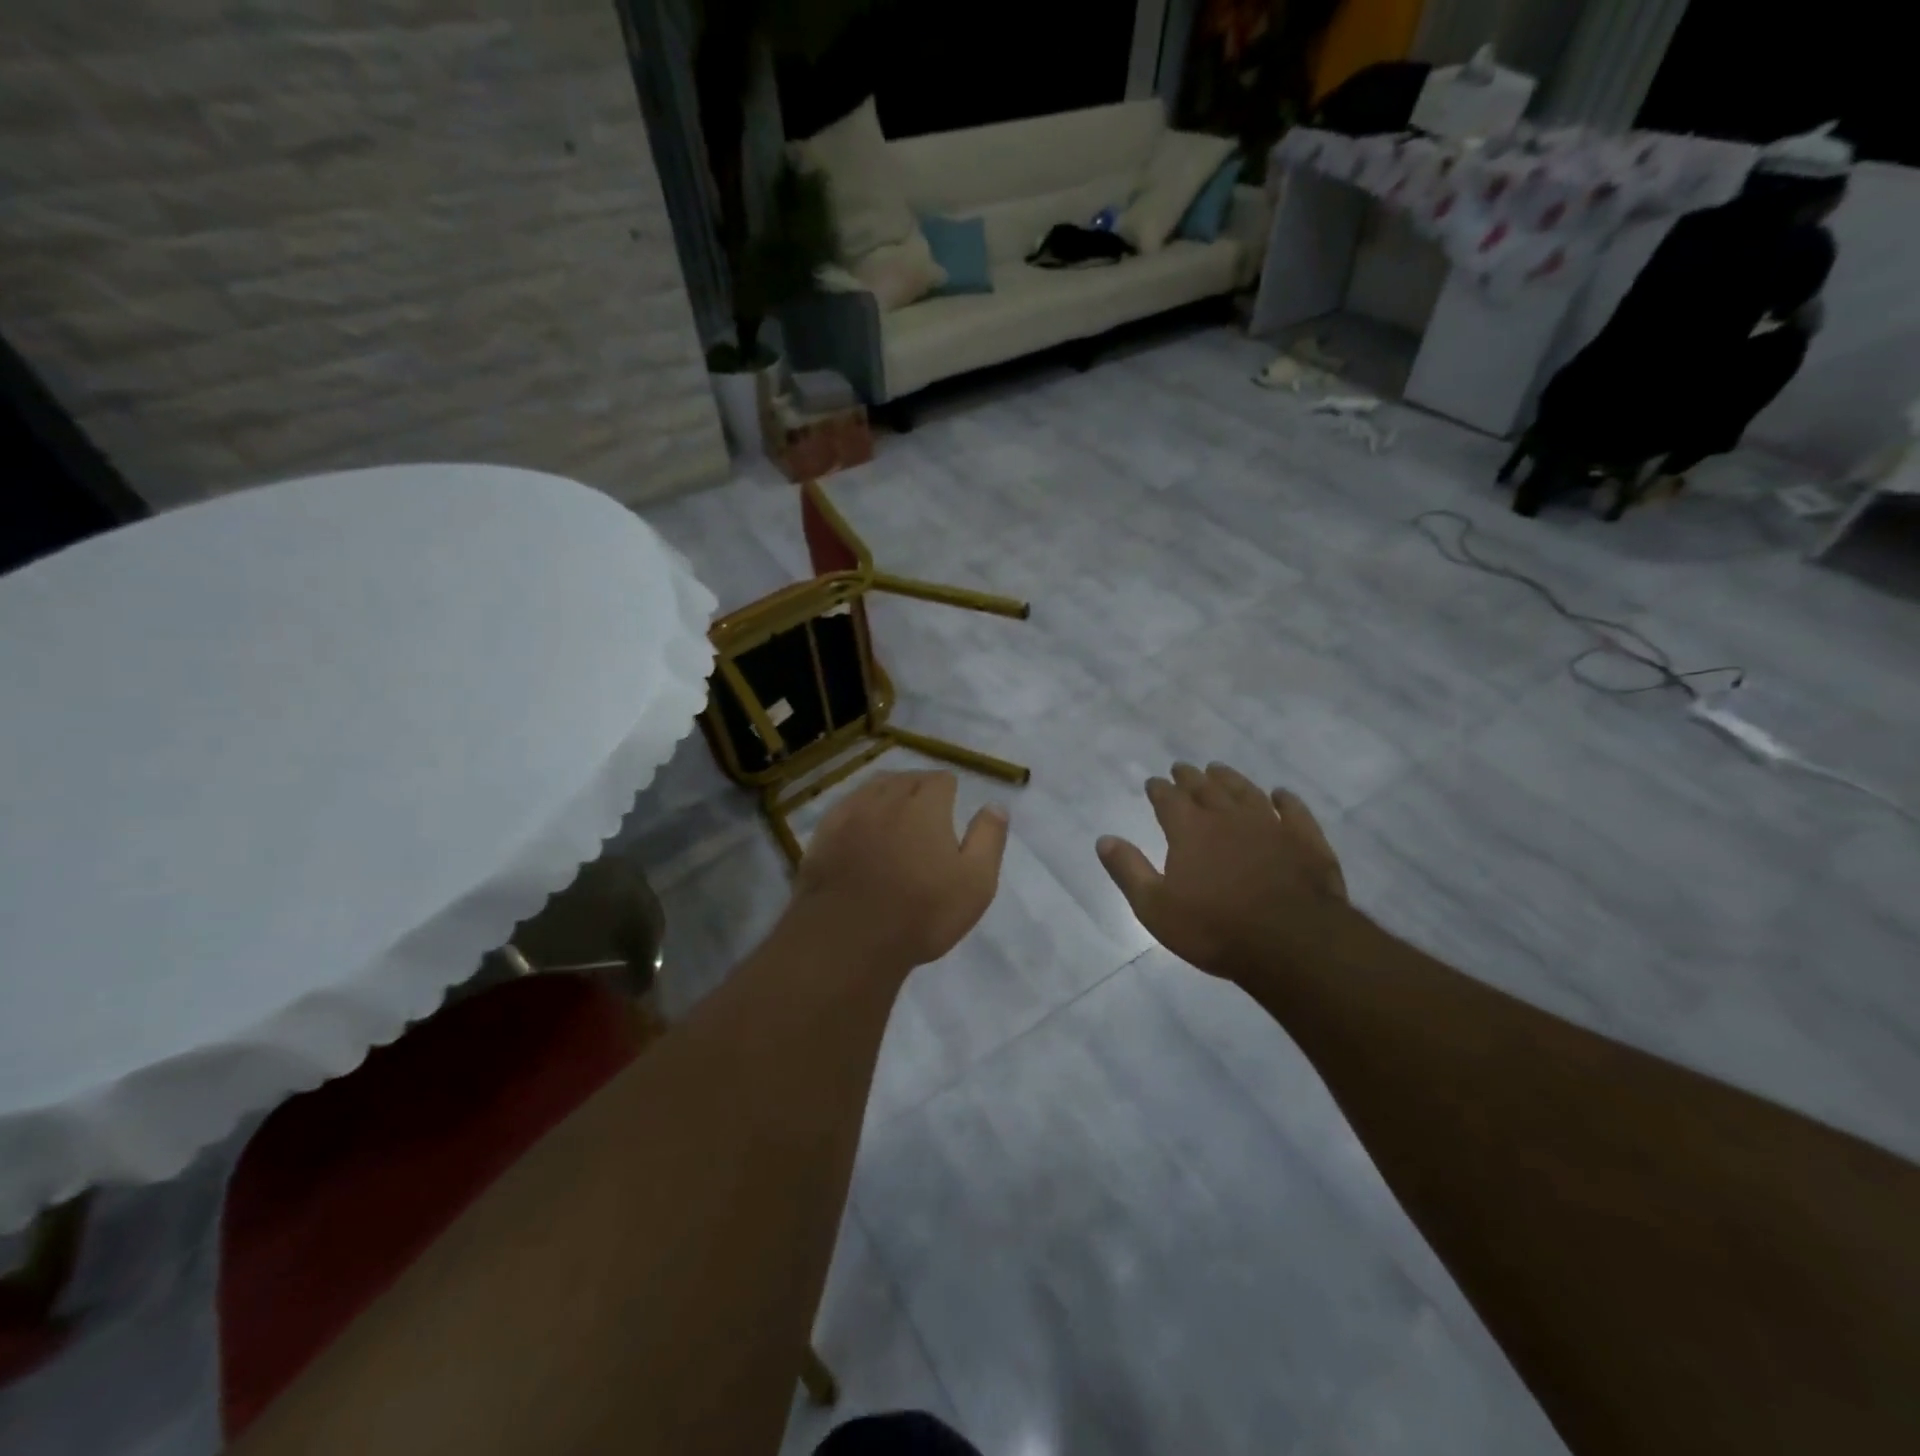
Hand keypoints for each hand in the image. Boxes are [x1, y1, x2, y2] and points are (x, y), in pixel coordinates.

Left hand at [791, 771, 1008, 972]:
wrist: (849, 939)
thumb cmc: (922, 912)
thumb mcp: (975, 882)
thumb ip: (988, 838)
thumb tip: (996, 804)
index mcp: (925, 805)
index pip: (941, 779)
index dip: (949, 791)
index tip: (951, 808)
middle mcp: (887, 799)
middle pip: (906, 778)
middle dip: (919, 788)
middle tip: (926, 811)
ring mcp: (851, 814)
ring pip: (873, 787)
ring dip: (888, 793)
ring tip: (894, 812)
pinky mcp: (824, 834)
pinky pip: (845, 807)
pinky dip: (858, 809)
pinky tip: (860, 825)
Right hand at [1097, 762, 1348, 981]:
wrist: (1292, 943)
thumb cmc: (1215, 929)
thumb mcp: (1155, 907)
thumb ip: (1129, 870)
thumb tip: (1104, 839)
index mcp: (1190, 830)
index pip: (1168, 799)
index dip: (1159, 789)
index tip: (1153, 782)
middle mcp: (1228, 817)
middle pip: (1206, 788)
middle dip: (1190, 777)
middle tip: (1181, 768)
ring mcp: (1271, 825)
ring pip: (1246, 792)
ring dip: (1230, 779)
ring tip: (1219, 770)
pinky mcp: (1305, 841)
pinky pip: (1294, 811)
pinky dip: (1286, 800)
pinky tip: (1280, 795)